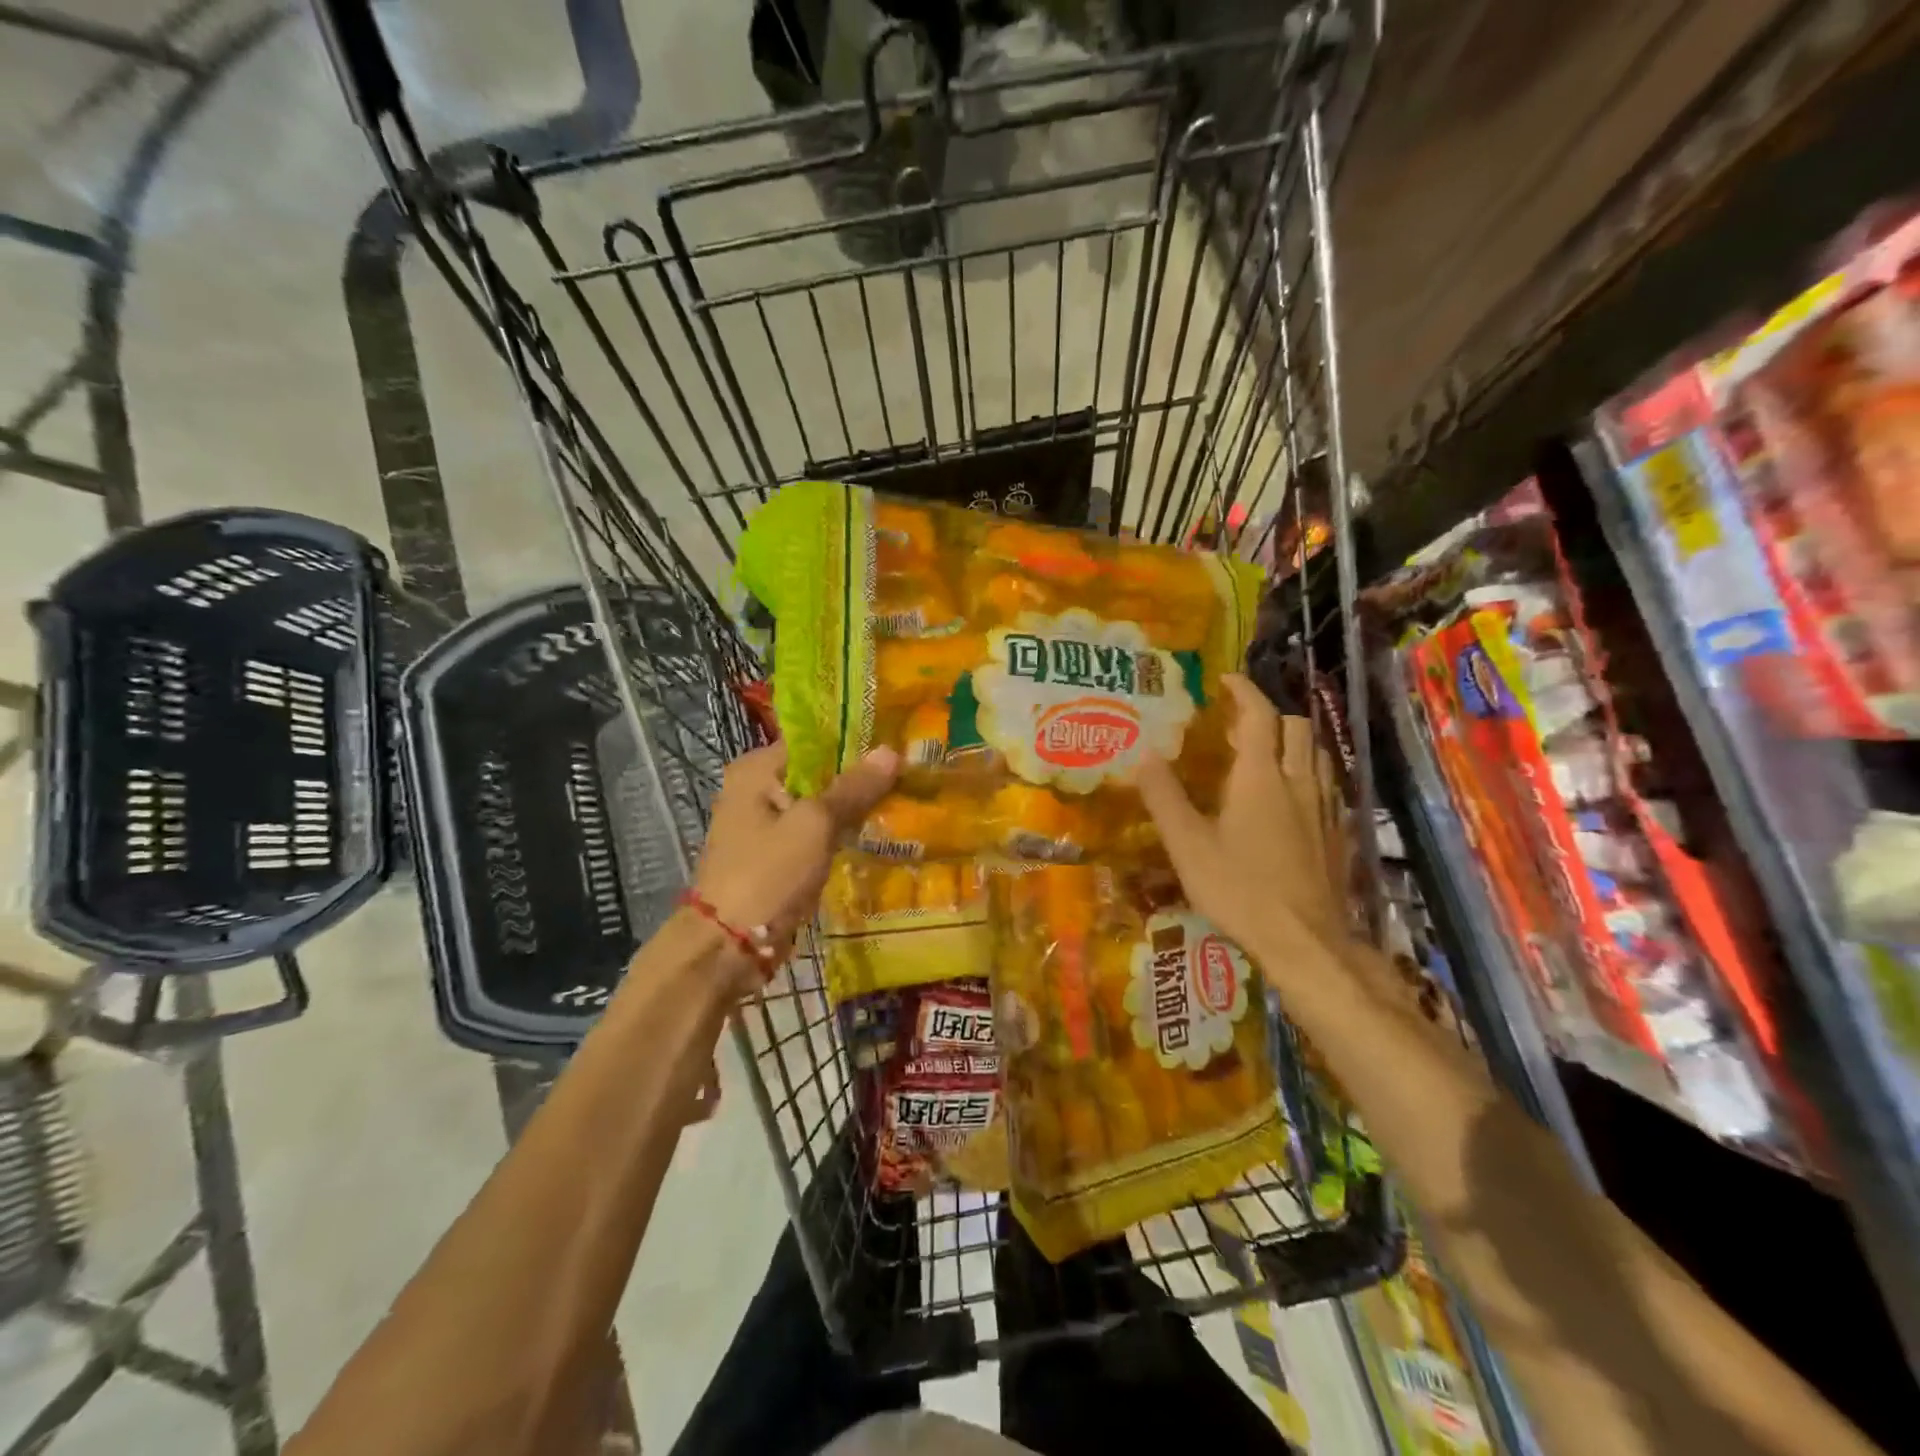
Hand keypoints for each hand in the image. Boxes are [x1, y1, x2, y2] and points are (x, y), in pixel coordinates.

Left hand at [692, 742, 899, 976]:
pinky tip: (877, 834)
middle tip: (909, 774)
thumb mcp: (815, 825)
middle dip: (859, 777)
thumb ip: (853, 788)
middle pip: (818, 773)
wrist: (727, 948)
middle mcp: (756, 790)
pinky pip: (815, 835)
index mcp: (755, 770)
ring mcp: (764, 826)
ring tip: (903, 801)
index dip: (855, 741)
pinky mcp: (776, 857)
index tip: (898, 743)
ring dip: (853, 808)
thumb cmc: (767, 875)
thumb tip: (892, 750)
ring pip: (819, 806)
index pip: (814, 740)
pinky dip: (841, 835)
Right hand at [1134, 674, 1347, 968]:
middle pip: (1295, 728)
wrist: (1304, 942)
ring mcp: (1323, 810)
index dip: (1243, 690)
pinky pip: (1325, 787)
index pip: (1258, 715)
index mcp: (1260, 777)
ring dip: (1291, 743)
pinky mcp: (1336, 835)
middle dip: (1268, 714)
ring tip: (1263, 756)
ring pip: (1316, 756)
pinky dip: (1306, 775)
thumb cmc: (1239, 889)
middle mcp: (1298, 783)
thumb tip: (1143, 753)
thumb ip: (1164, 796)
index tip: (1225, 679)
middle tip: (1237, 725)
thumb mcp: (1187, 844)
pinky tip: (1288, 801)